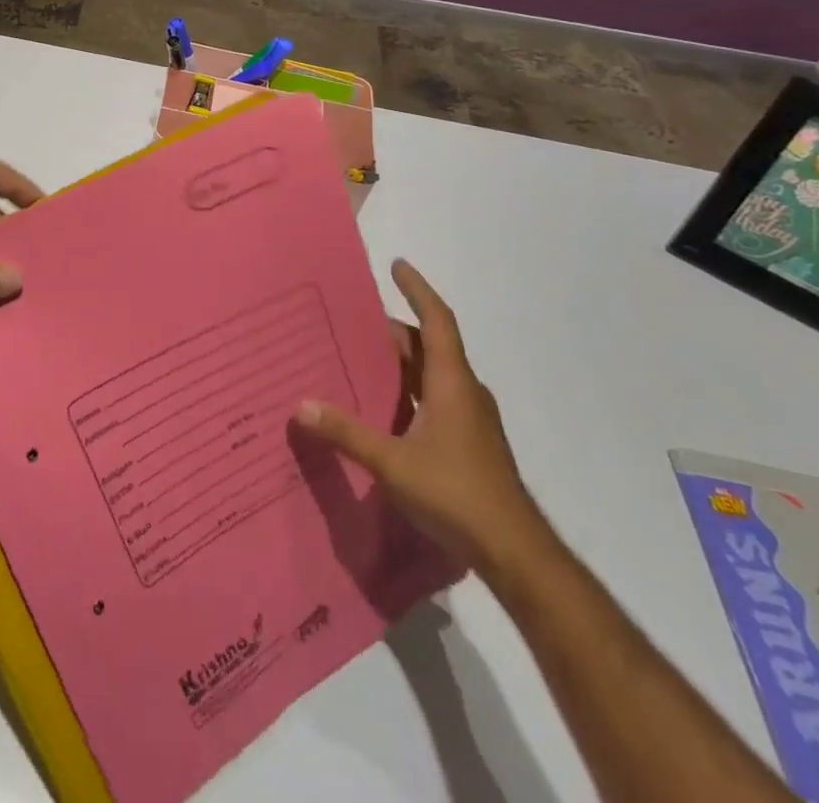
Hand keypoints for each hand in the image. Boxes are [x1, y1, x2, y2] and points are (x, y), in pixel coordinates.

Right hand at [295, 259, 546, 574]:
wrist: (517, 554)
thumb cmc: (457, 494)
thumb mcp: (393, 463)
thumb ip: (347, 433)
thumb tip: (301, 406)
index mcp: (452, 383)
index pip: (438, 321)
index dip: (418, 290)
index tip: (397, 265)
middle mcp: (465, 392)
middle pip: (432, 346)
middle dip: (397, 329)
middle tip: (357, 321)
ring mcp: (472, 420)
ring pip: (434, 374)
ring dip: (404, 361)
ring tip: (364, 357)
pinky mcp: (470, 443)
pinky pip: (436, 398)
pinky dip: (410, 389)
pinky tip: (386, 409)